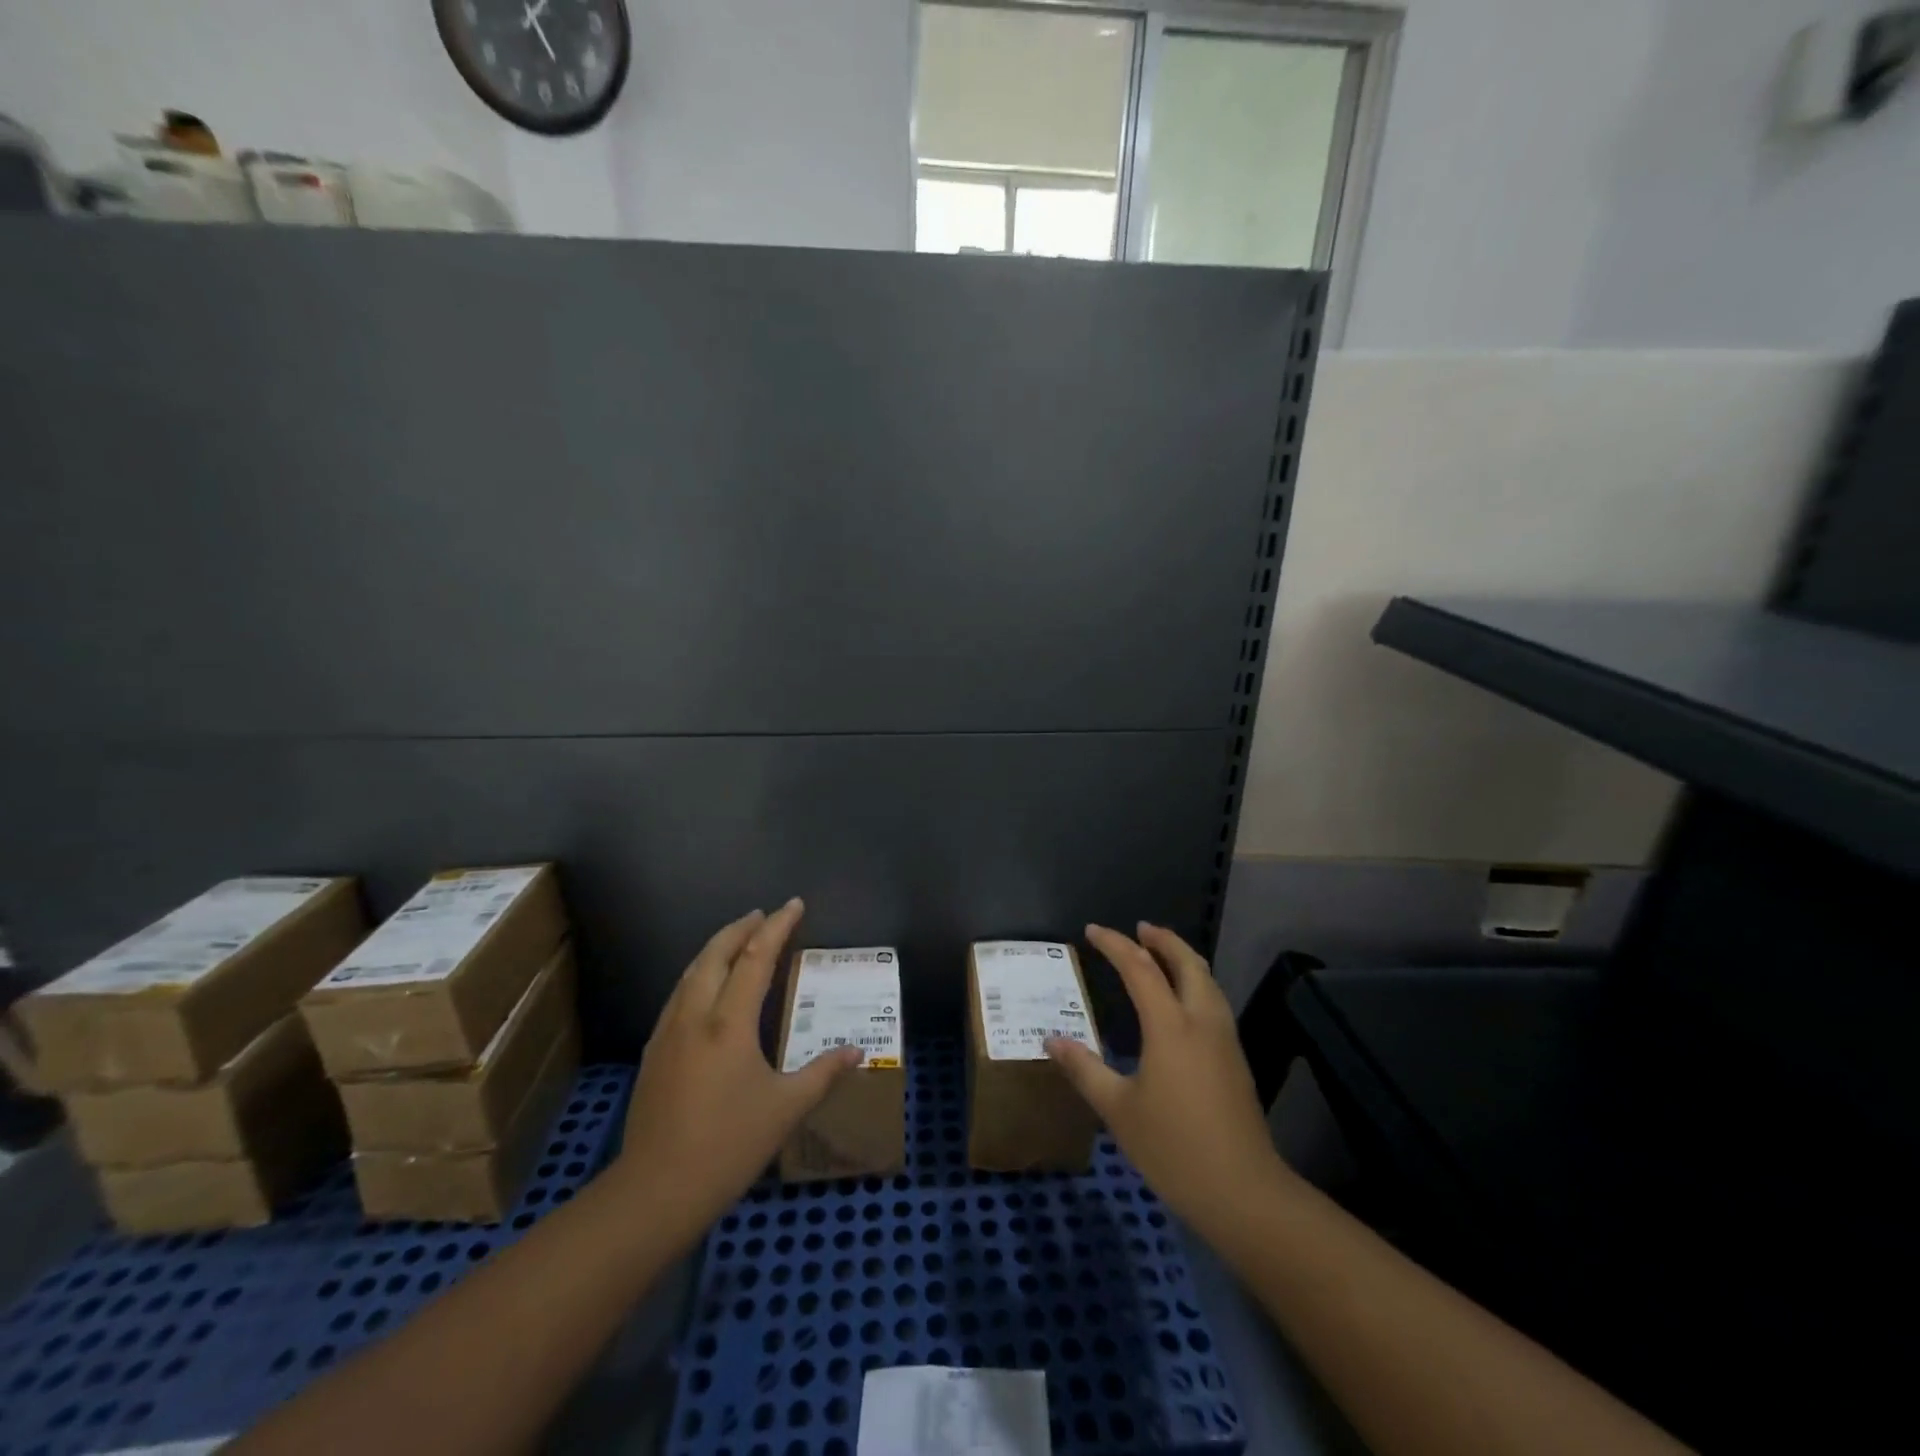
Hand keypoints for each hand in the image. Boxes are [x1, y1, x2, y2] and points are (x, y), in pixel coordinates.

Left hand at [613, 899, 860, 1252]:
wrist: (655, 1191)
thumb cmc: (728, 1145)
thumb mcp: (785, 1109)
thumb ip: (823, 1074)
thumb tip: (858, 1052)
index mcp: (729, 1023)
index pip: (755, 958)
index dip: (777, 927)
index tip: (794, 904)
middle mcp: (695, 1016)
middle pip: (715, 955)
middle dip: (740, 928)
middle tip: (762, 915)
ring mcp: (668, 1033)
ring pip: (691, 972)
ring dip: (716, 948)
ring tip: (736, 940)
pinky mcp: (653, 1053)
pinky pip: (678, 995)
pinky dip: (698, 975)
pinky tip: (706, 988)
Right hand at [1046, 923, 1294, 1245]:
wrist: (1244, 1192)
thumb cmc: (1174, 1148)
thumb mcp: (1118, 1110)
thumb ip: (1085, 1070)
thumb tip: (1052, 1040)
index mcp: (1170, 1026)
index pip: (1140, 969)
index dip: (1115, 945)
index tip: (1092, 930)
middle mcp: (1201, 1021)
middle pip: (1186, 962)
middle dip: (1163, 939)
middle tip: (1139, 928)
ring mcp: (1224, 1039)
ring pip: (1206, 979)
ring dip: (1182, 958)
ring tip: (1159, 953)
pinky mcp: (1235, 1058)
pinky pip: (1213, 1000)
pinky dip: (1194, 982)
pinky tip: (1181, 1000)